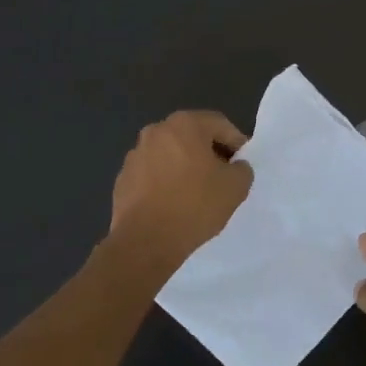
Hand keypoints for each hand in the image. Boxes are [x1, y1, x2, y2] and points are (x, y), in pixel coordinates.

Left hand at [108, 111, 252, 275]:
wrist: (146, 241)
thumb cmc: (195, 205)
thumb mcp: (236, 187)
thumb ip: (242, 169)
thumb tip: (234, 167)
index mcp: (184, 124)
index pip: (219, 124)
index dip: (236, 143)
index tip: (242, 165)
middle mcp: (155, 131)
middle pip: (192, 136)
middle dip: (209, 153)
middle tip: (222, 177)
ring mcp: (135, 155)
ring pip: (170, 155)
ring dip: (185, 167)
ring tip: (197, 193)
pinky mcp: (123, 179)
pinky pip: (152, 174)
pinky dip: (165, 183)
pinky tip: (173, 205)